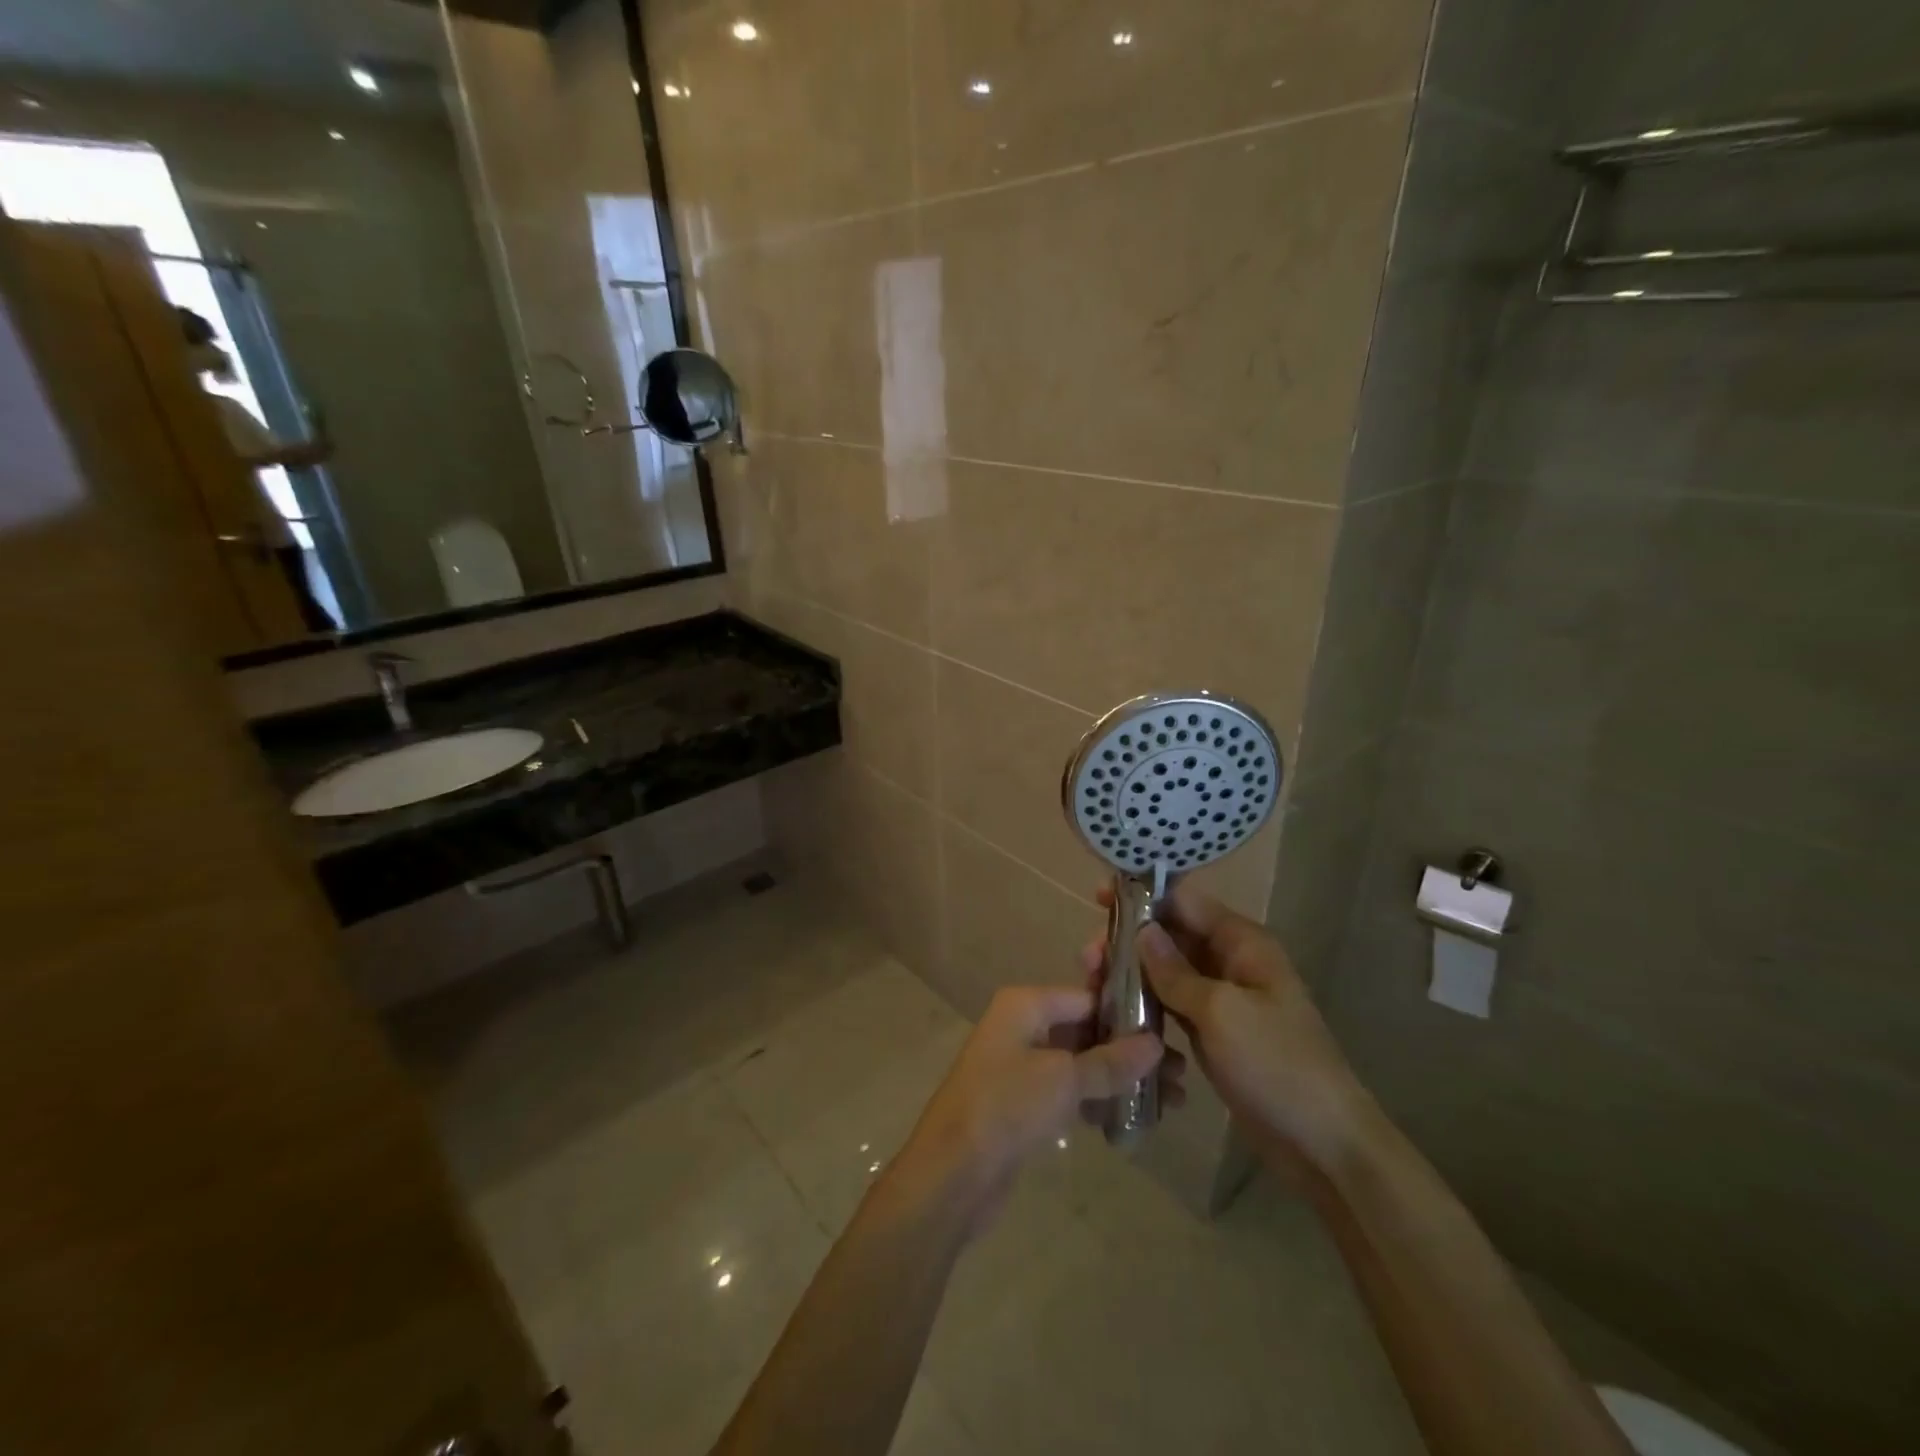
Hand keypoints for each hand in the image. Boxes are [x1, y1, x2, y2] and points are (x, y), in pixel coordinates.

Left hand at [896, 987, 1162, 1232]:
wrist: (952, 1174)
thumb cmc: (1006, 1107)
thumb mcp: (1063, 1079)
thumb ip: (1110, 1061)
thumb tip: (1155, 1044)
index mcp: (1026, 1004)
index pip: (1087, 996)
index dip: (1128, 1012)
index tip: (1172, 1032)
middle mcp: (1022, 1026)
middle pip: (1086, 1029)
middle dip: (1130, 1050)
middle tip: (1180, 1075)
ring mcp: (1021, 1065)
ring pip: (1080, 1063)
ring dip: (1120, 1079)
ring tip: (1171, 1102)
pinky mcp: (1023, 1104)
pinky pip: (1069, 1092)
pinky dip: (1097, 1101)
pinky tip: (1133, 1120)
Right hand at [1087, 882, 1369, 1178]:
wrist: (1324, 1144)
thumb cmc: (1276, 1065)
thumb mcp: (1221, 1012)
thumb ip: (1175, 971)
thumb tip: (1141, 929)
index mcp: (1242, 942)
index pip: (1185, 900)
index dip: (1142, 895)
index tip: (1097, 899)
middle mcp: (1230, 961)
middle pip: (1171, 934)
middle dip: (1128, 940)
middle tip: (1087, 959)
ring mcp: (1221, 998)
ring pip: (1167, 971)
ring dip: (1131, 973)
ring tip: (1092, 985)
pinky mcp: (1212, 1031)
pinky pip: (1172, 1004)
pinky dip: (1146, 1004)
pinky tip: (1115, 1014)